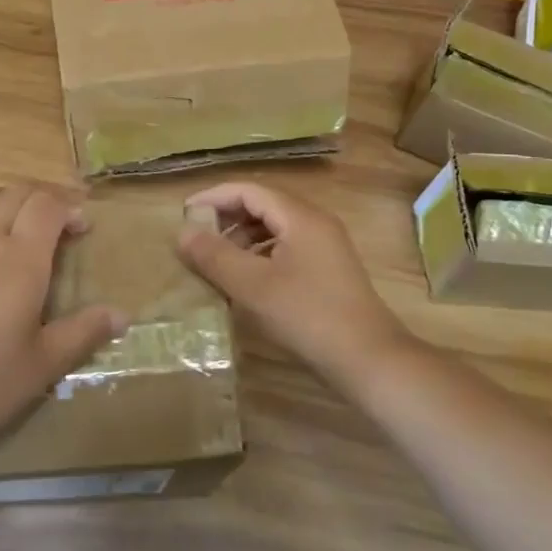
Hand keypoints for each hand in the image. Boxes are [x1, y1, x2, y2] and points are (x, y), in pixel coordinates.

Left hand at [0, 183, 125, 468]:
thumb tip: (123, 315)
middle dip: (45, 198)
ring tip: (21, 222)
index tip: (83, 226)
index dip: (70, 206)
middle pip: (18, 193)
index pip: (48, 205)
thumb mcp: (43, 364)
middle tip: (60, 221)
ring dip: (10, 200)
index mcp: (21, 261)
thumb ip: (84, 332)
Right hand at [177, 180, 412, 391]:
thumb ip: (215, 256)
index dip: (214, 198)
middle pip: (263, 206)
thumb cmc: (308, 316)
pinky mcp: (329, 270)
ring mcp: (326, 247)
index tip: (185, 214)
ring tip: (216, 263)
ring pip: (274, 229)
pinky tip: (246, 282)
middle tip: (197, 240)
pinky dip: (260, 256)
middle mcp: (315, 222)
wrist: (369, 360)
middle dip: (227, 219)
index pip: (249, 190)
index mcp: (300, 216)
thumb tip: (182, 233)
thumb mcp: (253, 286)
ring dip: (242, 239)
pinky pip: (286, 249)